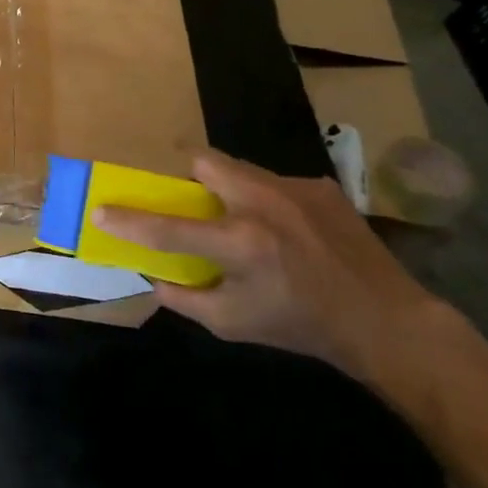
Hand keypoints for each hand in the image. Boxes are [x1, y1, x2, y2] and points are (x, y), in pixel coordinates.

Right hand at [92, 147, 443, 380]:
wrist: (387, 321)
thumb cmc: (303, 326)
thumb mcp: (234, 324)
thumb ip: (185, 299)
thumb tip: (153, 276)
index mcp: (240, 243)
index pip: (168, 227)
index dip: (128, 220)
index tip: (100, 210)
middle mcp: (264, 204)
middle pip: (203, 161)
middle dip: (186, 177)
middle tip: (192, 203)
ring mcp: (295, 189)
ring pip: (239, 168)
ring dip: (227, 188)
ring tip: (245, 222)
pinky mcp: (320, 186)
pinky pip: (274, 182)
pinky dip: (266, 201)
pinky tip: (287, 232)